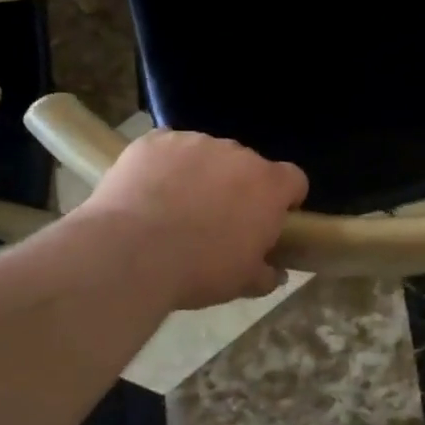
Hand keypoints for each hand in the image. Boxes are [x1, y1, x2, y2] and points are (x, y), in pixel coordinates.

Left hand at [76, 129, 308, 310]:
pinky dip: (163, 166)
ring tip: (175, 208)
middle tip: (217, 221)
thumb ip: (265, 273)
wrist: (131, 253)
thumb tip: (274, 272)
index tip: (271, 219)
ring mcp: (194, 142)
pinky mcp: (156, 140)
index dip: (285, 199)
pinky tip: (146, 194)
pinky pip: (167, 149)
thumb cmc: (198, 270)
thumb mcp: (241, 283)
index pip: (293, 180)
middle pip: (247, 165)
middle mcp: (236, 154)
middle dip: (238, 188)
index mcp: (267, 186)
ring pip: (206, 155)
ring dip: (200, 174)